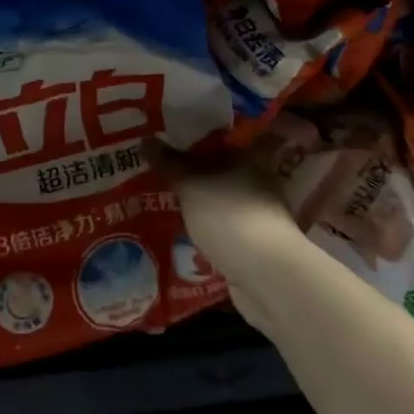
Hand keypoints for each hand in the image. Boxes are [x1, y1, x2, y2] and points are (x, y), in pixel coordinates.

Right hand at [155, 143, 311, 336]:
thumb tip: (145, 140)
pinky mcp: (252, 244)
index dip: (190, 138)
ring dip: (197, 203)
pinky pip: (221, 228)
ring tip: (161, 201)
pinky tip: (180, 231)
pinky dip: (204, 229)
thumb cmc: (229, 216)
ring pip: (218, 201)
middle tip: (154, 171)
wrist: (267, 275)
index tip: (163, 140)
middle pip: (217, 171)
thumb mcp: (191, 185)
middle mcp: (256, 182)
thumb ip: (169, 163)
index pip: (217, 140)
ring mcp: (256, 215)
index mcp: (247, 158)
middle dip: (190, 173)